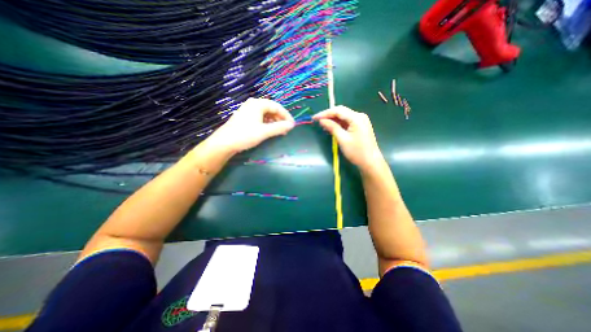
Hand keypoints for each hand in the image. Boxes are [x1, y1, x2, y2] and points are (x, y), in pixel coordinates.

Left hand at [205, 97, 293, 153]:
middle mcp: (253, 104)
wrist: (224, 142)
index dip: (286, 116)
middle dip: (280, 119)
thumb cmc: (245, 135)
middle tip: (286, 129)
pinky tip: (269, 130)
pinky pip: (260, 117)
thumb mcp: (264, 132)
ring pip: (266, 114)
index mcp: (258, 104)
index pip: (277, 107)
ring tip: (279, 131)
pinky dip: (267, 123)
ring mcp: (248, 110)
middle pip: (271, 109)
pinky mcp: (245, 117)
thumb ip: (279, 128)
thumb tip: (291, 125)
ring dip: (274, 122)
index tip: (292, 125)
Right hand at [313, 106, 383, 172]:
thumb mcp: (342, 139)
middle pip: (341, 112)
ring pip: (343, 117)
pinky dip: (339, 124)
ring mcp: (361, 121)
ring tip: (322, 125)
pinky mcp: (360, 126)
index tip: (314, 118)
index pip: (338, 110)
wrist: (371, 162)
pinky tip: (331, 127)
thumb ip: (332, 128)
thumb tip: (322, 120)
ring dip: (333, 120)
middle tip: (317, 121)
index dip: (325, 113)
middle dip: (328, 115)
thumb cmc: (357, 152)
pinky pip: (347, 122)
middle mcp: (359, 116)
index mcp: (356, 117)